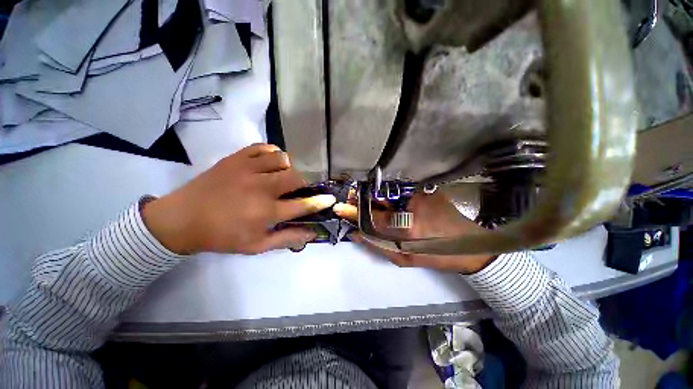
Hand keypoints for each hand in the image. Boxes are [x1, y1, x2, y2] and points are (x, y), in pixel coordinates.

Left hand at [142, 144, 335, 254]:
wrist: (182, 219)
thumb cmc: (222, 236)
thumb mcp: (256, 246)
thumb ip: (286, 239)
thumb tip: (311, 233)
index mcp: (266, 212)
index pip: (302, 205)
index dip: (320, 202)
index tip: (331, 198)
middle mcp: (260, 188)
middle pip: (295, 177)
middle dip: (305, 182)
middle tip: (301, 187)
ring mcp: (247, 169)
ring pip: (282, 159)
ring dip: (289, 167)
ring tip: (284, 175)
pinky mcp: (235, 158)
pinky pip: (262, 147)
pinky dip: (272, 153)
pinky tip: (271, 162)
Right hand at [334, 192, 495, 273]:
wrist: (470, 246)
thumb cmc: (436, 256)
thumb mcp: (405, 258)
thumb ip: (378, 245)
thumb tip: (356, 233)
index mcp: (407, 227)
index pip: (372, 217)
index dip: (354, 212)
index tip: (340, 208)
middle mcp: (413, 206)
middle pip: (378, 198)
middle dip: (361, 198)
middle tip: (351, 199)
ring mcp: (421, 194)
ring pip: (388, 192)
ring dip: (373, 195)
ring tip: (365, 198)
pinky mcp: (427, 190)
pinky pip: (400, 189)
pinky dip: (388, 193)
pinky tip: (386, 198)